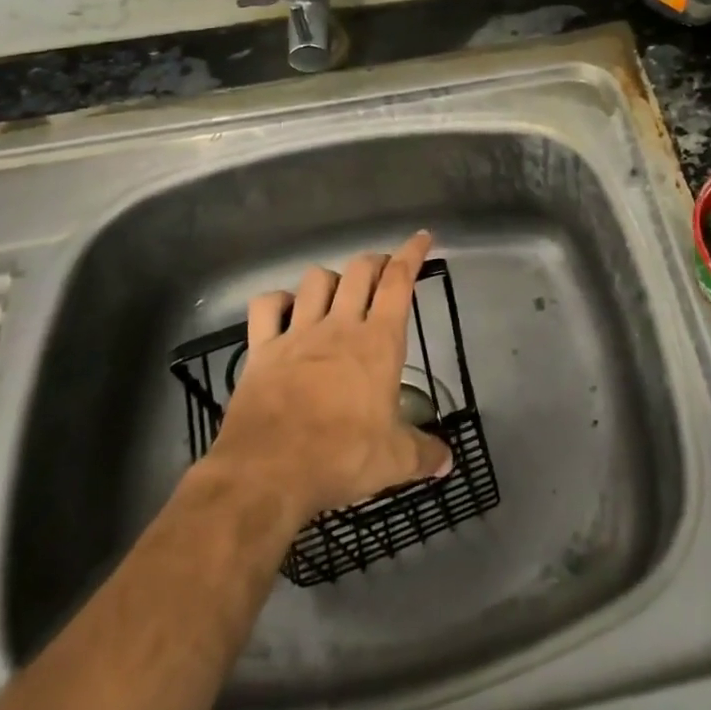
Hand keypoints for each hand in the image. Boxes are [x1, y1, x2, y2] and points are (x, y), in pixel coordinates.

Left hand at [208, 231, 452, 522]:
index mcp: (378, 341)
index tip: (421, 237)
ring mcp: (298, 333)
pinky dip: (278, 300)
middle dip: (374, 262)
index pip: (398, 282)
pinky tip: (285, 308)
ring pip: (316, 280)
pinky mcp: (262, 349)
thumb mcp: (394, 461)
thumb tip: (448, 461)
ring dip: (331, 278)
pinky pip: (267, 306)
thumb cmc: (341, 457)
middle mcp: (340, 325)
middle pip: (359, 271)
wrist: (268, 471)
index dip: (412, 254)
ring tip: (338, 291)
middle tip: (382, 271)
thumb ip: (424, 454)